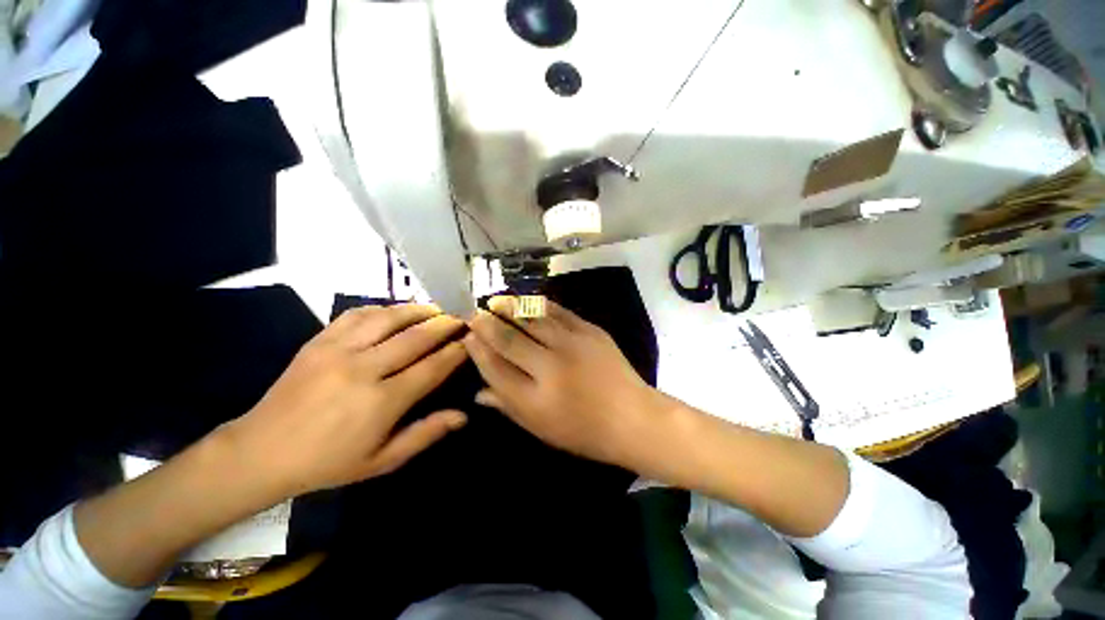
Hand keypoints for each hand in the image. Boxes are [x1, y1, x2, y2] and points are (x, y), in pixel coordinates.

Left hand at [224, 304, 467, 496]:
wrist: (260, 452)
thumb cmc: (328, 462)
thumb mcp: (382, 461)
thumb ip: (425, 434)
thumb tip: (463, 416)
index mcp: (382, 402)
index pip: (432, 367)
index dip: (455, 352)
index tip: (470, 342)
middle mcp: (364, 369)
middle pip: (415, 337)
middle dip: (444, 325)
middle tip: (461, 319)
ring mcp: (338, 351)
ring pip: (388, 319)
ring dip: (418, 310)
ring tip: (435, 309)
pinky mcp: (318, 341)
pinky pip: (356, 314)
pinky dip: (382, 308)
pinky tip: (395, 311)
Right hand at [463, 297, 661, 467]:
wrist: (633, 417)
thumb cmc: (585, 431)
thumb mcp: (541, 429)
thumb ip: (509, 406)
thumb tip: (478, 392)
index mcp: (535, 398)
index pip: (495, 368)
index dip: (478, 351)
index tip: (467, 337)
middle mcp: (551, 367)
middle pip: (509, 339)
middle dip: (487, 324)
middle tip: (474, 314)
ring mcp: (573, 345)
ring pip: (532, 319)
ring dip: (510, 307)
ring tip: (495, 301)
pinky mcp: (591, 331)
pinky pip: (559, 312)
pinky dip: (540, 305)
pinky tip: (528, 300)